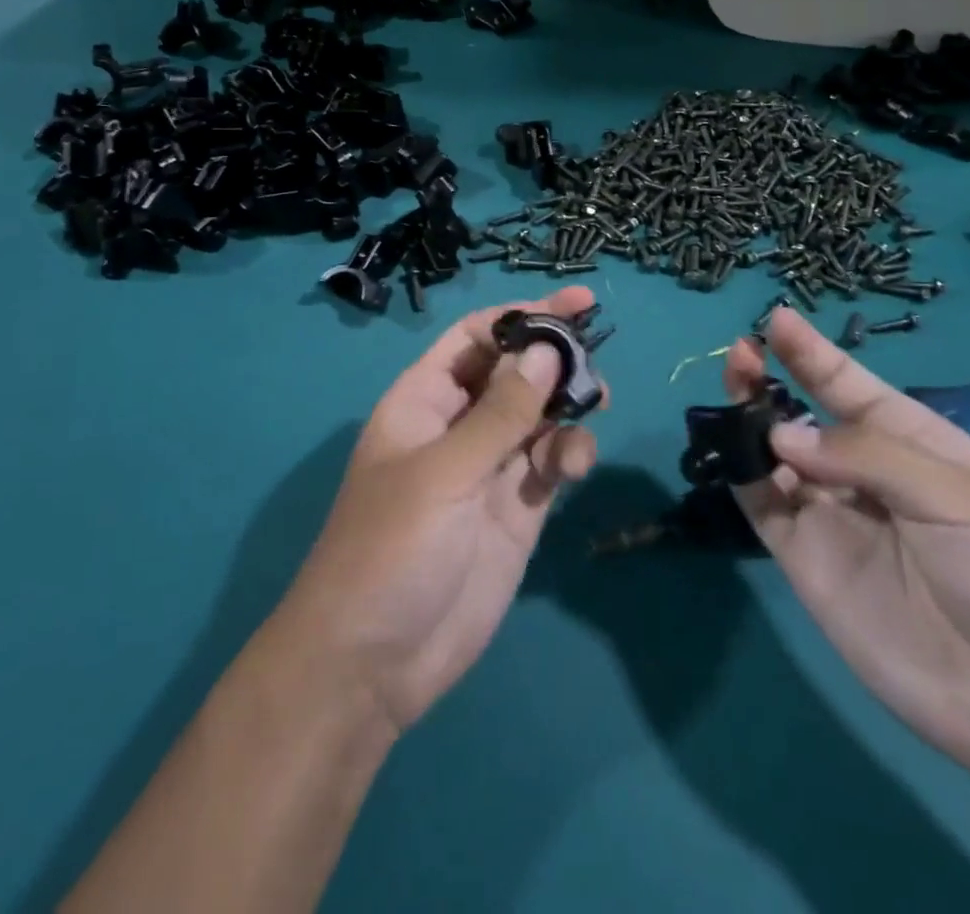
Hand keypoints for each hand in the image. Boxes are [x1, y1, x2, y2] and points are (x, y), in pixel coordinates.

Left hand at [272, 288, 600, 733]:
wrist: (373, 665)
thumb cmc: (390, 549)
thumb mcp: (443, 472)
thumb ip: (500, 413)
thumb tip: (546, 350)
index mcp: (424, 400)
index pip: (476, 337)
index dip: (522, 315)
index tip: (575, 304)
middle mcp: (458, 425)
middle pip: (514, 371)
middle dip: (555, 358)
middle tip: (596, 359)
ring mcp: (489, 468)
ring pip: (539, 415)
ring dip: (569, 406)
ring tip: (595, 406)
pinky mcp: (516, 510)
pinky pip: (550, 463)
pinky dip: (569, 454)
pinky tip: (576, 465)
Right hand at [728, 309, 969, 804]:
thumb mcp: (957, 495)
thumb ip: (864, 454)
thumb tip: (780, 432)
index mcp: (911, 442)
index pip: (849, 385)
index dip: (812, 352)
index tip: (775, 318)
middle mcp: (863, 473)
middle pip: (802, 416)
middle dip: (768, 381)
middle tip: (741, 356)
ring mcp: (831, 518)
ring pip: (772, 457)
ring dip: (747, 423)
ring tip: (734, 396)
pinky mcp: (806, 562)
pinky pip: (763, 508)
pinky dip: (742, 476)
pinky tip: (733, 454)